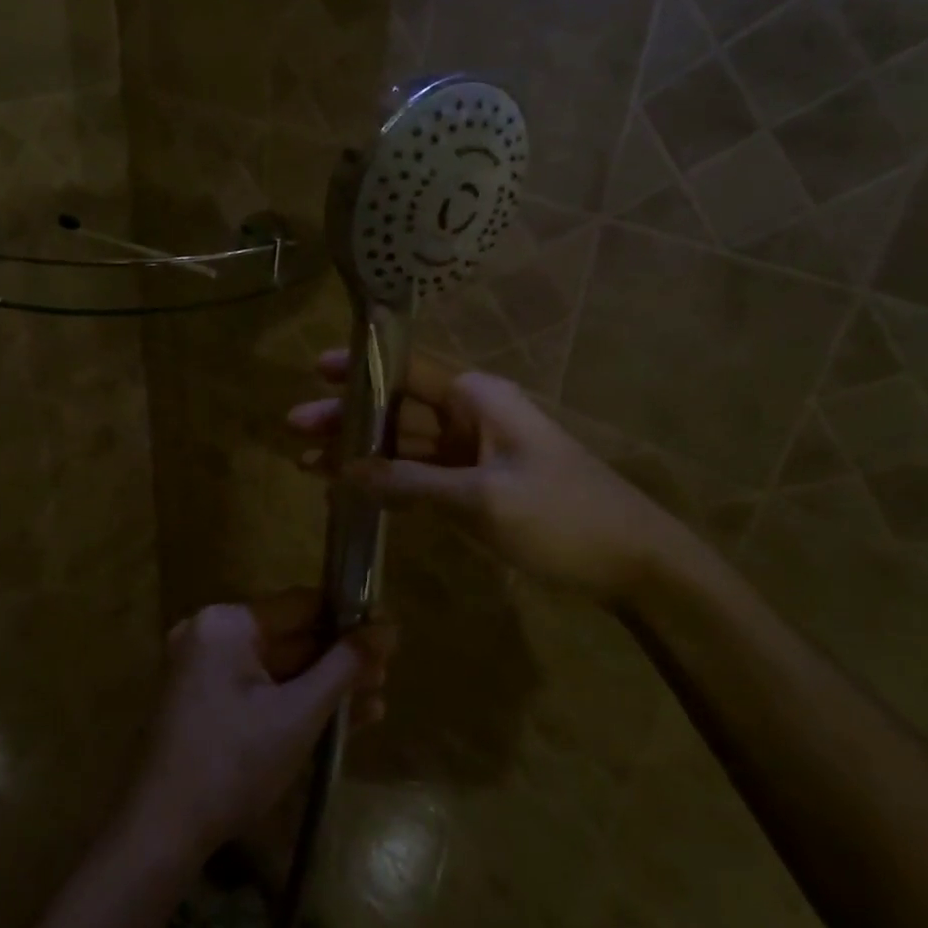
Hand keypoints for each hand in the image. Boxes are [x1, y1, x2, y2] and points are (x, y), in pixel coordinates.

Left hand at [127, 591, 390, 860]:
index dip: (347, 618)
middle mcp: (212, 635)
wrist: (163, 834)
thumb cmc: (234, 763)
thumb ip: (345, 666)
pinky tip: (342, 720)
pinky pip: (260, 690)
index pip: (300, 605)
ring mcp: (205, 670)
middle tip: (385, 673)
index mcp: (227, 624)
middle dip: (339, 660)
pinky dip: (295, 702)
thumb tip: (388, 628)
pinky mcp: (206, 703)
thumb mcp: (299, 713)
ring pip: (279, 669)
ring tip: (375, 700)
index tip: (386, 634)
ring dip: (324, 685)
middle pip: (291, 638)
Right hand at [288, 349, 706, 596]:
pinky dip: (389, 482)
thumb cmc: (560, 515)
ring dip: (361, 455)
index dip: (359, 369)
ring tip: (307, 466)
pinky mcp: (477, 485)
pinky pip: (422, 475)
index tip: (314, 370)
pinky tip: (353, 492)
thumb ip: (409, 483)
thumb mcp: (480, 498)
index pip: (406, 370)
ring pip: (405, 445)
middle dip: (347, 419)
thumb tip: (346, 473)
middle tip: (295, 429)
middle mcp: (471, 414)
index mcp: (477, 397)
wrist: (632, 559)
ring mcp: (474, 452)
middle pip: (396, 408)